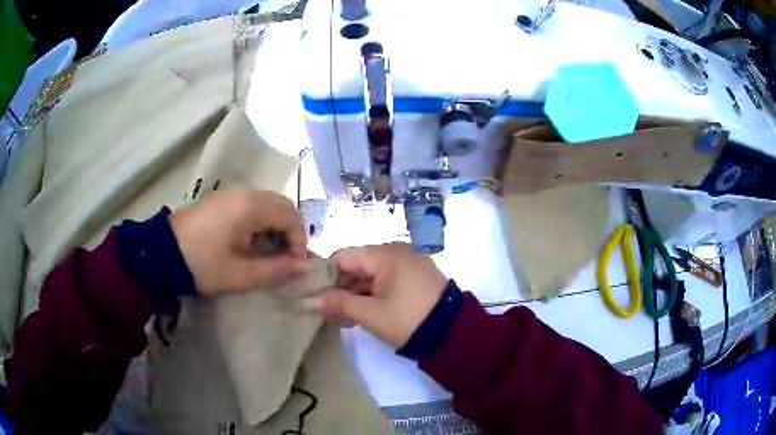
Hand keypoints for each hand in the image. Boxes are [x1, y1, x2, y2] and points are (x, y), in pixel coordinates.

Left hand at [169, 189, 306, 295]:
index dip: (299, 240)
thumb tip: (303, 267)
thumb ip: (275, 270)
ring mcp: (232, 193)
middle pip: (283, 204)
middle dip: (291, 230)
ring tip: (270, 250)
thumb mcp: (240, 274)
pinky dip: (263, 219)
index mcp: (250, 208)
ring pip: (269, 202)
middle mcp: (245, 193)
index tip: (295, 264)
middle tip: (286, 256)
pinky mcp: (222, 199)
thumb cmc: (202, 265)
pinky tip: (252, 239)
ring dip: (277, 224)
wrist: (164, 253)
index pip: (291, 216)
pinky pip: (253, 203)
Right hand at [312, 242, 447, 347]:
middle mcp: (397, 252)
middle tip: (325, 309)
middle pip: (357, 265)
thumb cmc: (407, 319)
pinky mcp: (416, 278)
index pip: (343, 256)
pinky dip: (372, 294)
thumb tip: (312, 301)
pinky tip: (361, 312)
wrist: (453, 332)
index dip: (325, 274)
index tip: (313, 293)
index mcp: (385, 254)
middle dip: (340, 287)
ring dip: (355, 293)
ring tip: (340, 315)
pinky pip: (386, 281)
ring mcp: (408, 264)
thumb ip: (339, 303)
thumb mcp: (370, 313)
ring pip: (371, 275)